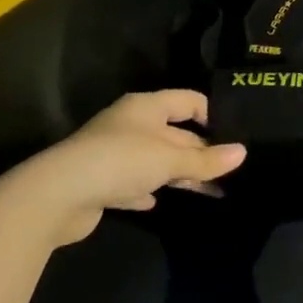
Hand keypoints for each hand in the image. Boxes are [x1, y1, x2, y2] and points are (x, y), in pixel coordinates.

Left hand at [10, 90, 246, 246]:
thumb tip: (242, 152)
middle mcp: (131, 125)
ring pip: (157, 161)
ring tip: (213, 192)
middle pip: (174, 133)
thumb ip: (205, 158)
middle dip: (201, 152)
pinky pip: (133, 183)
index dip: (212, 114)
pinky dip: (147, 190)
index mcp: (146, 107)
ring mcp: (114, 153)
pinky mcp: (102, 182)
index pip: (188, 100)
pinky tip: (157, 202)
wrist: (60, 194)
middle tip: (233, 172)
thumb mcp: (169, 159)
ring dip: (181, 174)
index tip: (234, 136)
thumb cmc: (121, 162)